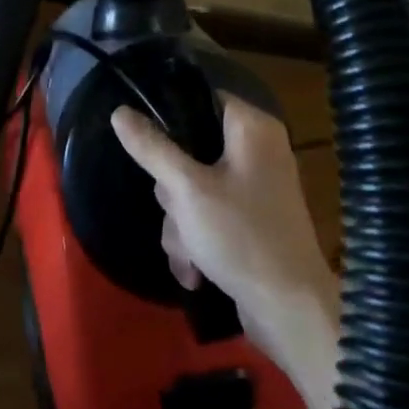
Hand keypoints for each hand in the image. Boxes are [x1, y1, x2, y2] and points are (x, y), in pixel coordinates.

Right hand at [111, 96, 339, 408]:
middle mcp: (257, 151)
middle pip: (190, 150)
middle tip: (178, 211)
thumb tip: (119, 112)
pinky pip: (207, 216)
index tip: (149, 146)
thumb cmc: (240, 236)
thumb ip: (152, 148)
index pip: (201, 98)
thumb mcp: (187, 190)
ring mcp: (254, 188)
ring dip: (180, 225)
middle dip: (173, 192)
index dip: (171, 118)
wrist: (290, 310)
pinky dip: (197, 241)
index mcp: (252, 128)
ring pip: (192, 189)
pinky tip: (195, 272)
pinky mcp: (249, 221)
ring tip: (190, 255)